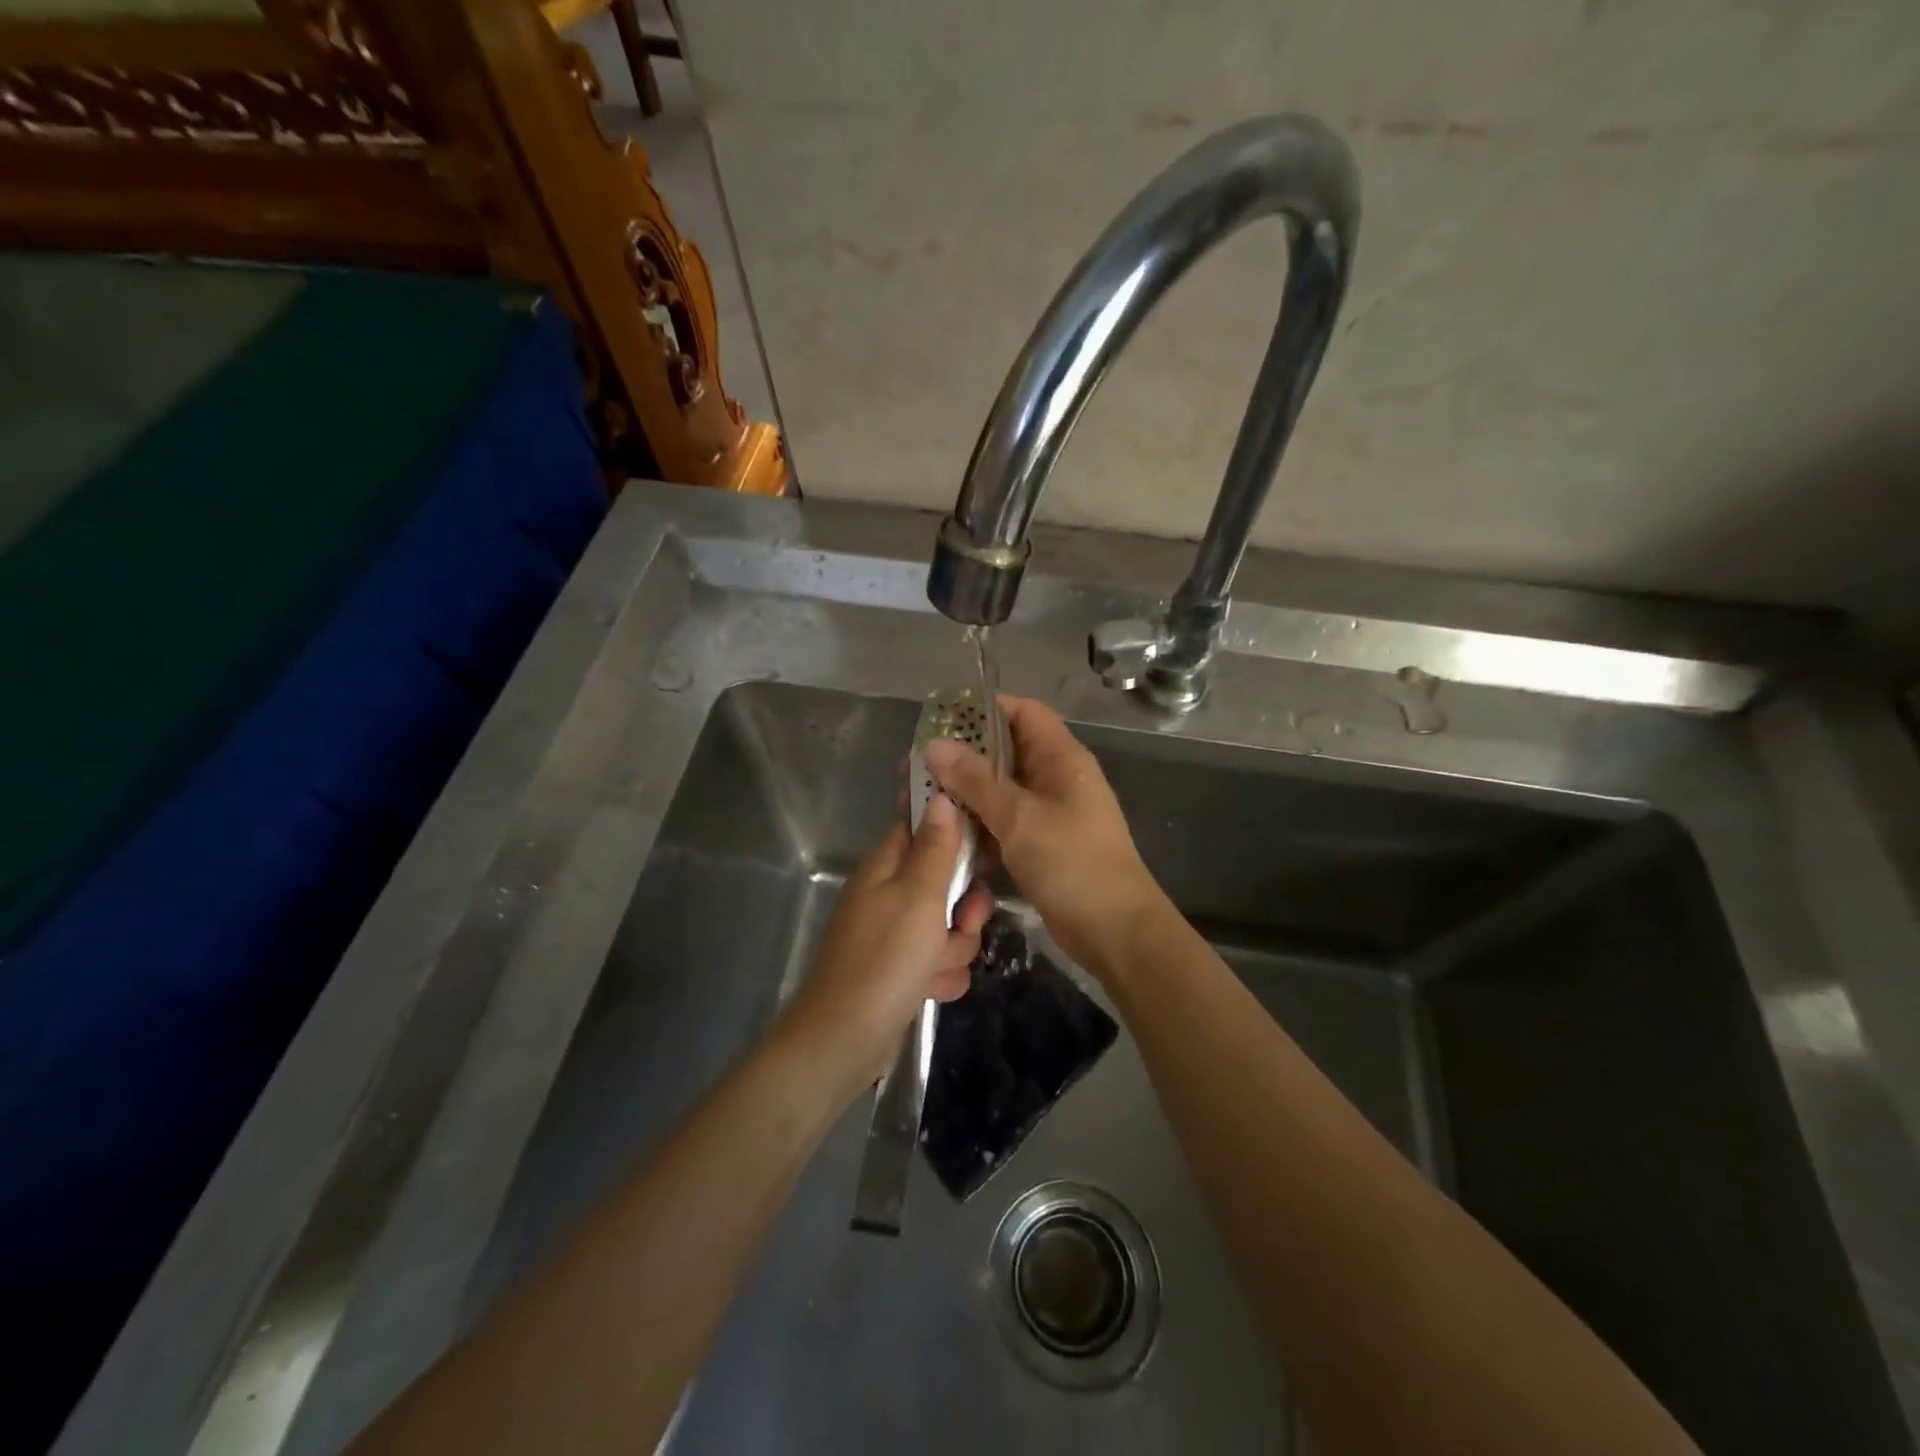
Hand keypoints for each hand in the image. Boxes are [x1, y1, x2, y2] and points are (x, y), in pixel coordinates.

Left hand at [779, 794, 992, 1097]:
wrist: (846, 1039)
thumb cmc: (885, 959)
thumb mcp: (919, 896)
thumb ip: (936, 848)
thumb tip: (940, 797)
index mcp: (886, 866)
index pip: (921, 825)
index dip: (953, 829)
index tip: (983, 842)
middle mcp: (889, 894)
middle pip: (945, 881)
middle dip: (964, 907)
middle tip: (965, 921)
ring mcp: (894, 934)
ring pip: (948, 925)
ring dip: (955, 948)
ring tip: (936, 967)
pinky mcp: (901, 970)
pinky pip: (939, 960)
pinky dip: (941, 975)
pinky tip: (932, 990)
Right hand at [925, 696, 1161, 973]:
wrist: (1113, 931)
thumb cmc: (1071, 863)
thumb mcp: (1019, 817)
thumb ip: (975, 780)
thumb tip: (935, 746)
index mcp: (1061, 758)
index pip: (1023, 713)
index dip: (984, 709)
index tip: (940, 720)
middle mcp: (1054, 779)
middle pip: (1004, 752)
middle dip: (961, 757)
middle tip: (915, 768)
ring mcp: (1048, 814)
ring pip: (998, 791)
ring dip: (963, 794)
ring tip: (917, 799)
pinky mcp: (1039, 845)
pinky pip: (1002, 823)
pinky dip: (976, 825)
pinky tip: (941, 834)